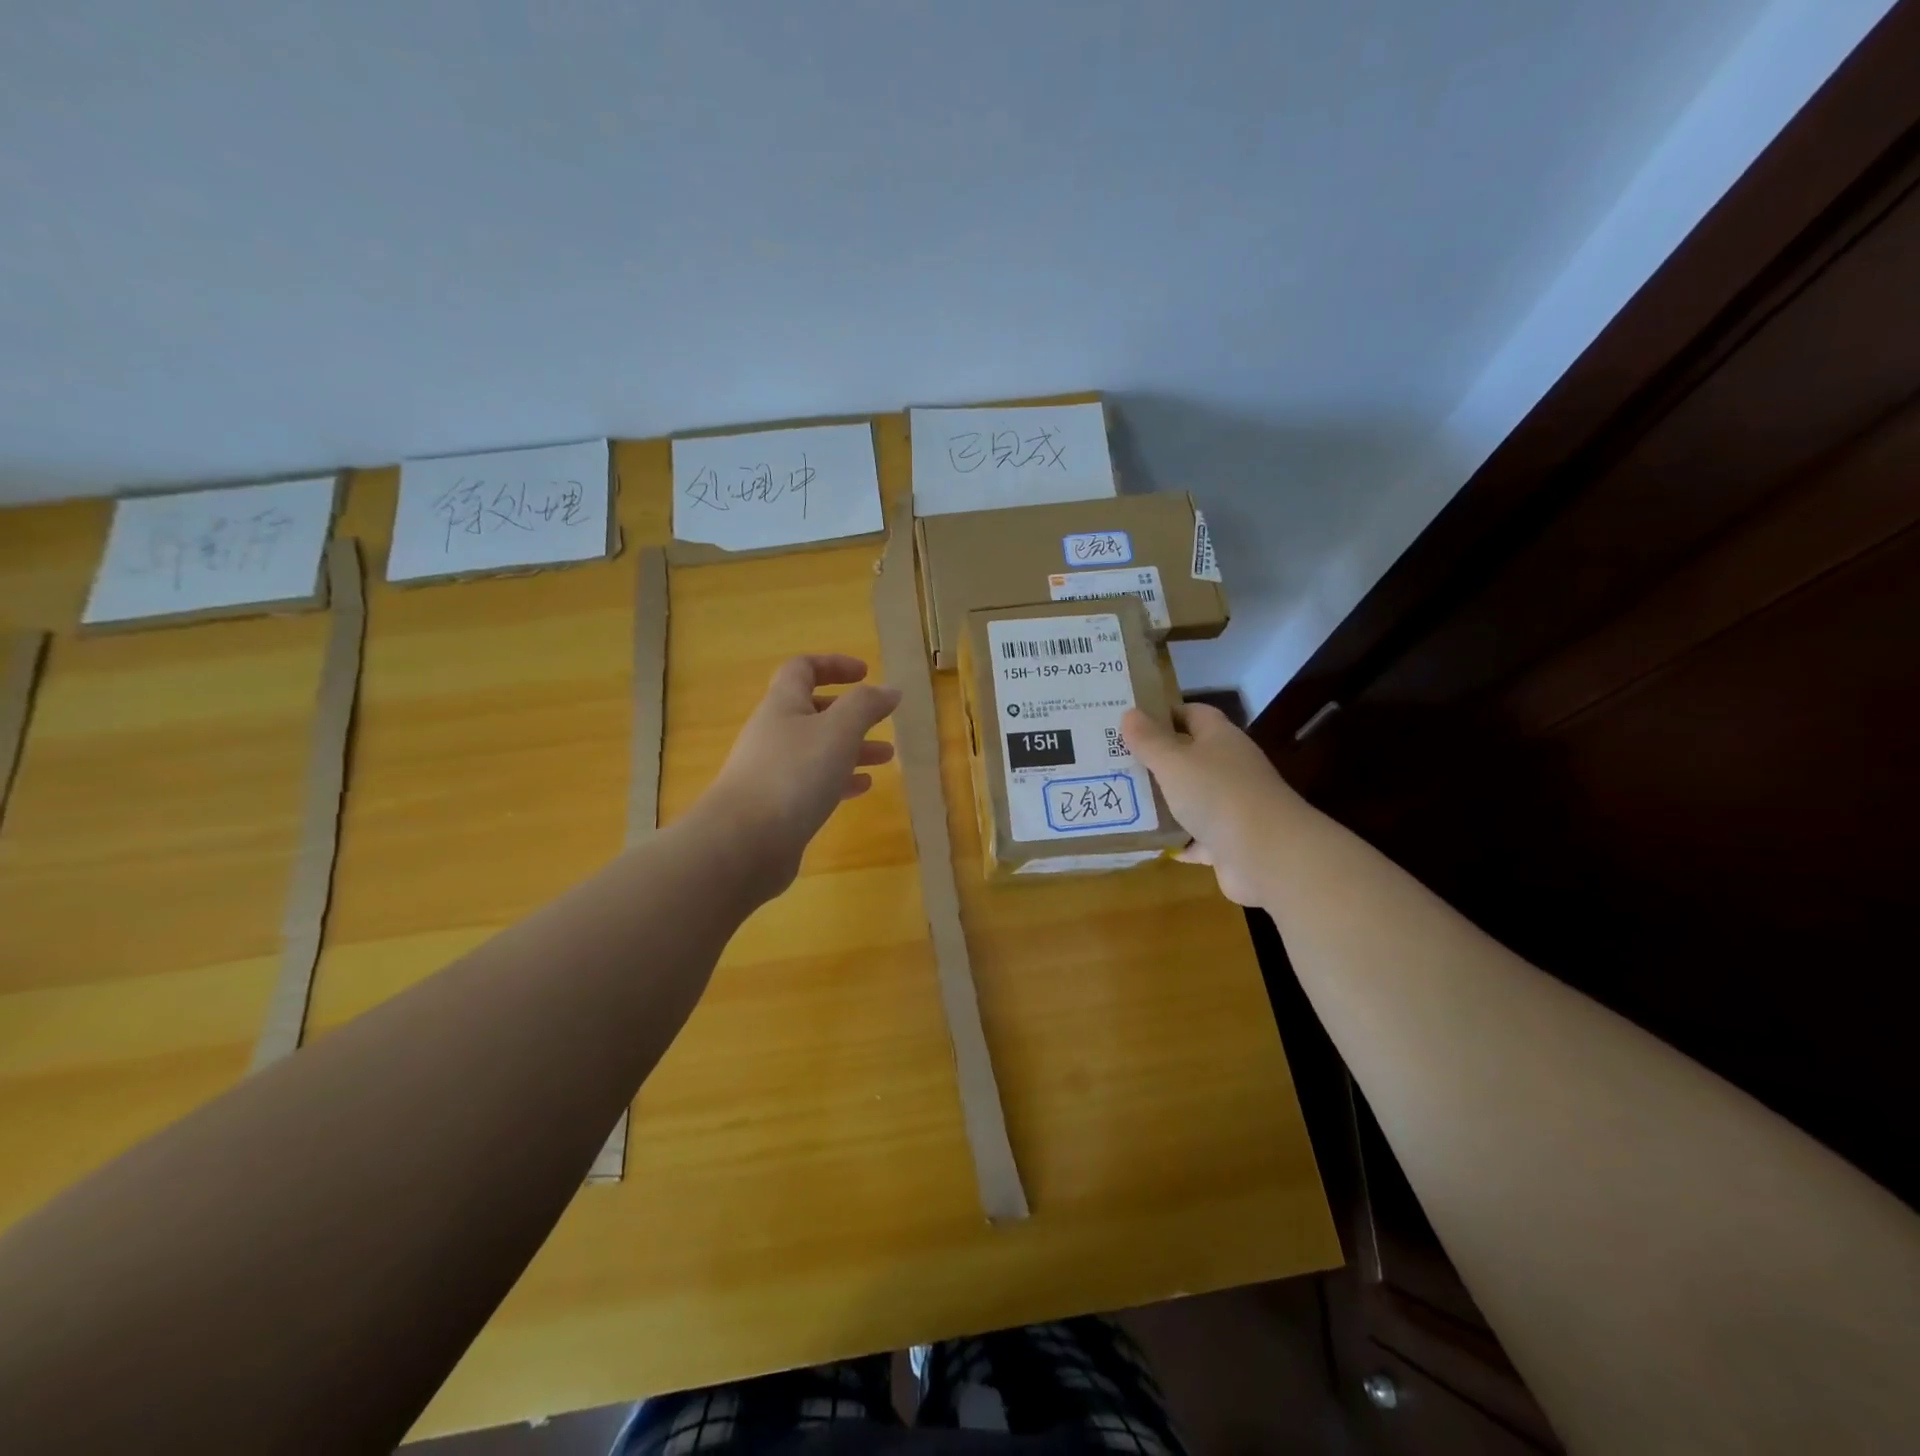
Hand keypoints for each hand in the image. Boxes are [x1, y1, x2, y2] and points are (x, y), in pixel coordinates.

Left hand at [700, 655, 901, 899]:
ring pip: (817, 750)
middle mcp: (773, 733)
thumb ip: (866, 705)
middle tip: (883, 720)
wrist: (744, 842)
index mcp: (783, 705)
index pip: (802, 669)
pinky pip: (812, 783)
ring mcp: (772, 771)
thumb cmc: (793, 774)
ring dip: (852, 749)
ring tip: (887, 758)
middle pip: (812, 711)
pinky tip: (862, 789)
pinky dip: (839, 780)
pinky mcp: (776, 806)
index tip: (866, 674)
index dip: (834, 665)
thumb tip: (890, 689)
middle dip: (851, 713)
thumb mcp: (838, 730)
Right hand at [1121, 703, 1301, 907]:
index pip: (1193, 714)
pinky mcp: (1229, 842)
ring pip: (1191, 798)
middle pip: (1189, 757)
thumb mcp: (1173, 762)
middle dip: (1156, 760)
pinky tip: (1147, 841)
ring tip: (1122, 799)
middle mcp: (1229, 768)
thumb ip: (1149, 740)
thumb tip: (1129, 713)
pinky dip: (1175, 840)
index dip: (1164, 714)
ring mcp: (1232, 807)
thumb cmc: (1217, 794)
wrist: (1266, 856)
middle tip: (1115, 761)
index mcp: (1220, 739)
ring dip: (1163, 802)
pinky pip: (1195, 838)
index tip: (1131, 721)